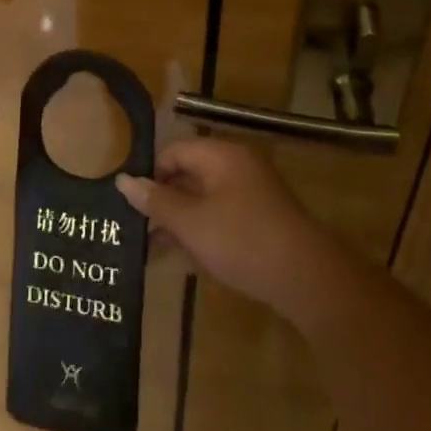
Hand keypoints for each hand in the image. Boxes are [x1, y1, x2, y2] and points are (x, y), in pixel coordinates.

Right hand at [116, 139, 345, 325]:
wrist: (307, 279)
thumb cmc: (241, 240)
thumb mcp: (190, 222)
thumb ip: (155, 200)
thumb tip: (123, 180)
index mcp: (220, 155)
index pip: (172, 152)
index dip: (149, 175)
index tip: (129, 204)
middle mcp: (236, 167)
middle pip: (186, 176)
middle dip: (160, 203)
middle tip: (134, 229)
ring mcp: (251, 195)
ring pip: (202, 201)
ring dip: (177, 223)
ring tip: (150, 251)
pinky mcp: (259, 221)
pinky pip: (220, 219)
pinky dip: (200, 234)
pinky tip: (182, 261)